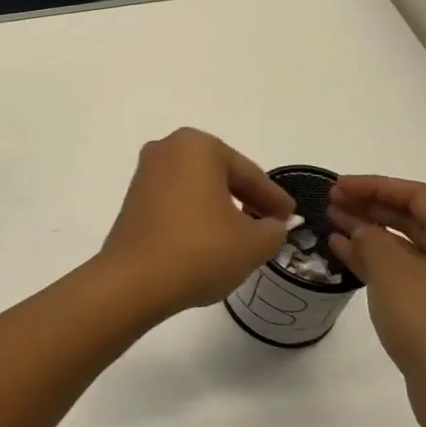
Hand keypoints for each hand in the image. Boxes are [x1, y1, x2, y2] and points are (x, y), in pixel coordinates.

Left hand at [99, 129, 293, 317]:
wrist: (134, 280)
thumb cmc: (200, 250)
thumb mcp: (253, 243)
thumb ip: (273, 229)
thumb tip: (272, 225)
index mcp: (198, 146)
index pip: (248, 174)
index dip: (274, 199)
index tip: (291, 216)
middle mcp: (167, 149)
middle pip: (221, 175)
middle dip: (247, 199)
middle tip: (272, 224)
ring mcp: (146, 173)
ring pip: (198, 187)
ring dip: (222, 207)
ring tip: (245, 235)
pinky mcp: (134, 197)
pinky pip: (177, 200)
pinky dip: (197, 214)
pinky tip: (212, 238)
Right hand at [327, 175, 425, 426]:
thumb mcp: (392, 271)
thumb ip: (371, 239)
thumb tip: (360, 230)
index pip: (416, 196)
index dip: (375, 185)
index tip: (337, 186)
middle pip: (412, 218)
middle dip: (370, 206)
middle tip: (331, 202)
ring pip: (405, 246)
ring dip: (369, 232)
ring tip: (331, 223)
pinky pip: (403, 272)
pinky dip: (374, 260)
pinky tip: (344, 255)